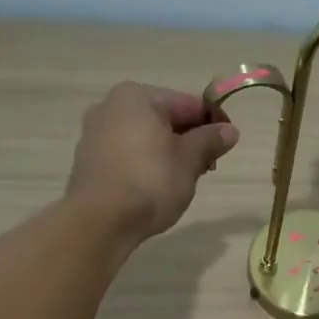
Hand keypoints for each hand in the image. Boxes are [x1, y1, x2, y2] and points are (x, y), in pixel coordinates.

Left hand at [65, 83, 236, 244]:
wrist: (100, 221)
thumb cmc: (150, 182)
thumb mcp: (189, 161)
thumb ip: (210, 141)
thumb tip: (230, 130)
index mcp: (137, 96)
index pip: (188, 103)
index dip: (213, 122)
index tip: (229, 144)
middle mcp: (111, 105)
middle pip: (164, 117)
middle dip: (189, 139)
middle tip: (208, 166)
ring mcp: (95, 132)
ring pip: (145, 136)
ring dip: (169, 152)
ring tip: (184, 179)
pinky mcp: (88, 158)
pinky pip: (127, 152)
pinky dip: (146, 162)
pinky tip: (156, 185)